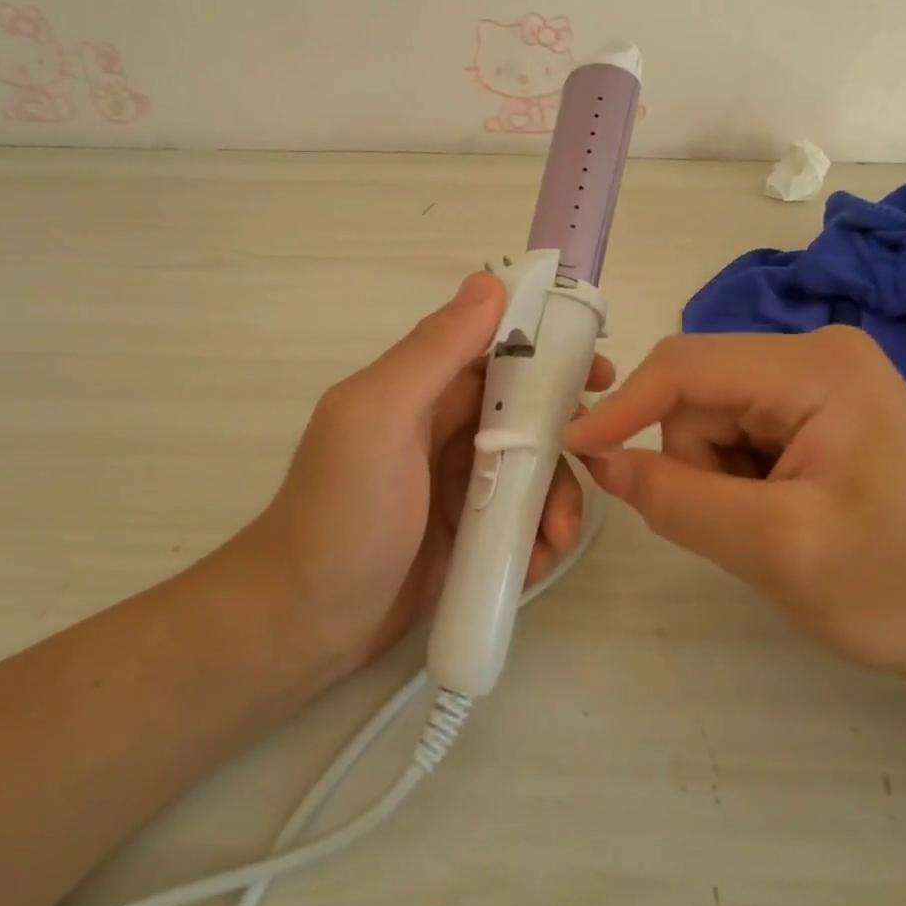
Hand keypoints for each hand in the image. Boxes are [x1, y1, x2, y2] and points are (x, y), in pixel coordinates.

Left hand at [240, 272, 614, 674]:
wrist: (305, 624)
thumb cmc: (342, 512)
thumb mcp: (380, 419)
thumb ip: (433, 352)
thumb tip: (489, 282)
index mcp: (421, 389)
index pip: (496, 349)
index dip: (549, 351)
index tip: (596, 370)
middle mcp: (444, 429)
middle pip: (526, 412)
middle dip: (566, 433)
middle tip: (600, 457)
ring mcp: (458, 484)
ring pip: (531, 470)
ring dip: (557, 497)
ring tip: (559, 538)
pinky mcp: (469, 535)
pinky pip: (520, 520)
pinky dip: (537, 535)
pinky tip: (538, 561)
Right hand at [564, 327, 905, 684]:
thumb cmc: (902, 588)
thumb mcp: (777, 549)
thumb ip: (677, 500)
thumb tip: (597, 458)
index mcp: (815, 367)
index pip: (686, 367)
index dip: (621, 408)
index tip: (572, 449)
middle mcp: (815, 354)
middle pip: (699, 396)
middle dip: (695, 463)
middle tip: (741, 527)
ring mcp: (820, 381)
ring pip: (712, 419)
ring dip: (717, 477)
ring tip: (774, 527)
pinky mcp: (820, 411)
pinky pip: (740, 434)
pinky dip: (738, 480)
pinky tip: (785, 514)